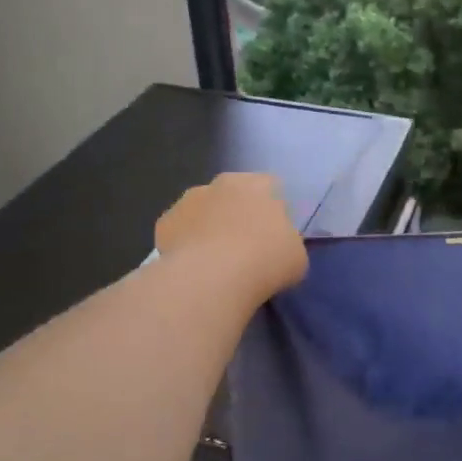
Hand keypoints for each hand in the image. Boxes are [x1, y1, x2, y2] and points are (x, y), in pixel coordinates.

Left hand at [155, 172, 307, 305]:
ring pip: (203, 211)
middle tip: (244, 248)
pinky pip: (181, 232)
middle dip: (237, 215)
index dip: (272, 212)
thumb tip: (276, 246)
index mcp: (258, 184)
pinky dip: (186, 245)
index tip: (273, 237)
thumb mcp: (296, 256)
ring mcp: (188, 200)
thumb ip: (286, 243)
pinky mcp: (164, 222)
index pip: (270, 188)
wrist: (213, 277)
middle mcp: (221, 183)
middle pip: (233, 196)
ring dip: (209, 228)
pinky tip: (194, 268)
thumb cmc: (265, 261)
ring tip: (216, 262)